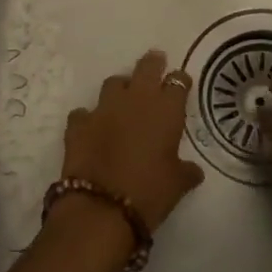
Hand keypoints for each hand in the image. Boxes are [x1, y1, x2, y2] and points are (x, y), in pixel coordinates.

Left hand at [59, 51, 203, 234]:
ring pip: (114, 82)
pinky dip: (90, 118)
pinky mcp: (78, 123)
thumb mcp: (178, 184)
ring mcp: (104, 108)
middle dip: (153, 64)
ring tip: (124, 99)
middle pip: (146, 67)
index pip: (178, 81)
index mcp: (166, 110)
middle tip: (156, 63)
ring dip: (121, 88)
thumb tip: (193, 170)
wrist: (101, 208)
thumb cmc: (150, 193)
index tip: (181, 84)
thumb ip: (186, 171)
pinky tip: (93, 129)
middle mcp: (136, 100)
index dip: (180, 81)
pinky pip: (85, 112)